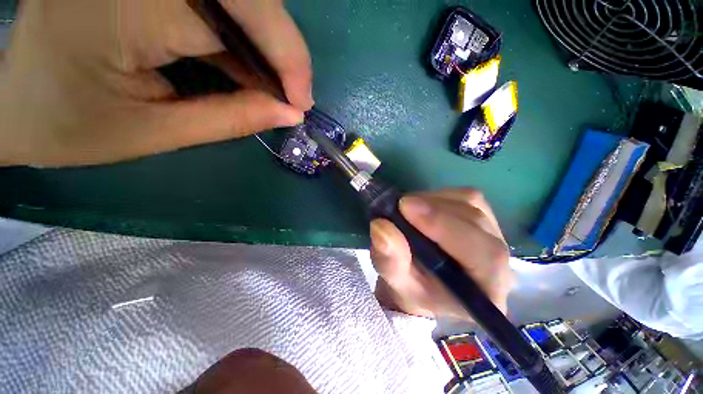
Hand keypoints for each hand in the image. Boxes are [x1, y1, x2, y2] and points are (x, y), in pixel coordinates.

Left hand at [0, 0, 311, 166]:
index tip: (301, 102)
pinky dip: (240, 32)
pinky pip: (216, 0)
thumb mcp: (155, 132)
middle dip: (281, 47)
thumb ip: (231, 119)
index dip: (285, 61)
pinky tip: (239, 62)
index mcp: (128, 5)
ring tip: (267, 84)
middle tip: (291, 92)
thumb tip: (290, 114)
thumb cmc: (69, 124)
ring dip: (263, 40)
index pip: (239, 19)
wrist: (14, 99)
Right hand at [370, 188, 513, 319]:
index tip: (407, 208)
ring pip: (471, 204)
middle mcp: (499, 260)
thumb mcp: (396, 282)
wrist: (425, 282)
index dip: (445, 226)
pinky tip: (422, 207)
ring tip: (408, 209)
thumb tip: (381, 227)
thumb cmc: (413, 289)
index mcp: (487, 289)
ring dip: (434, 201)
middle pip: (476, 222)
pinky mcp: (482, 217)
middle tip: (401, 205)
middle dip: (435, 210)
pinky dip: (439, 196)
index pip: (483, 254)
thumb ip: (389, 260)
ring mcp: (493, 234)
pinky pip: (465, 196)